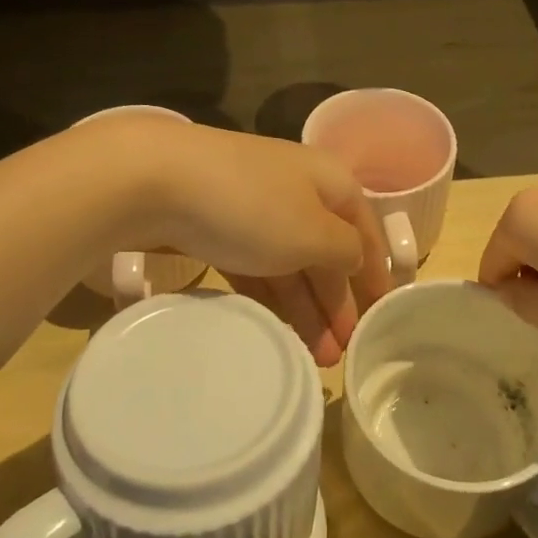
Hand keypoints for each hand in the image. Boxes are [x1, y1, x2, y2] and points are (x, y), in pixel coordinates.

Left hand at [108, 117, 392, 366]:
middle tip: (341, 354)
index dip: (376, 274)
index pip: (365, 230)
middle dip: (337, 303)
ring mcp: (253, 207)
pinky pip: (255, 267)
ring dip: (305, 309)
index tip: (382, 317)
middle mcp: (297, 190)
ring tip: (313, 358)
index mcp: (329, 182)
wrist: (154, 180)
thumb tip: (356, 259)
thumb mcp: (313, 233)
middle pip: (327, 251)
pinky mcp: (216, 226)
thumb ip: (346, 252)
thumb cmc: (251, 206)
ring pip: (289, 263)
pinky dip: (269, 297)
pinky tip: (275, 327)